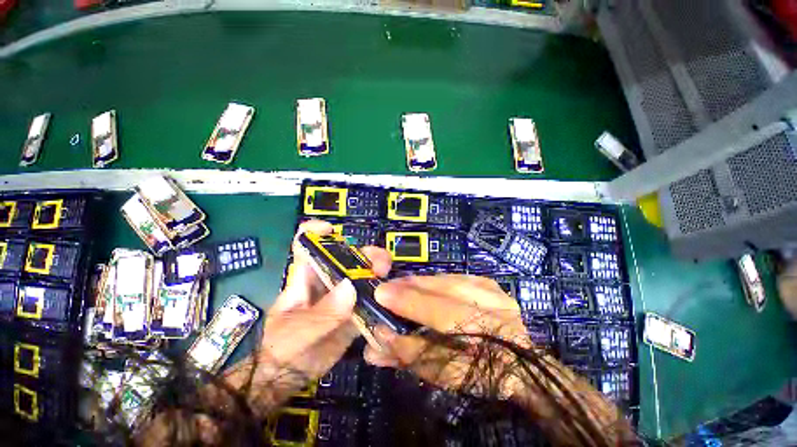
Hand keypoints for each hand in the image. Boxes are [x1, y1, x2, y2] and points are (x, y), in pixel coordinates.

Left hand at [223, 220, 391, 407]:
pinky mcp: (353, 310)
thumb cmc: (282, 350)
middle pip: (346, 257)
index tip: (331, 230)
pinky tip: (392, 295)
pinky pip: (369, 296)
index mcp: (304, 277)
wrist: (289, 378)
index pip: (305, 244)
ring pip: (361, 274)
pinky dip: (380, 292)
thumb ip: (322, 313)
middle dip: (364, 254)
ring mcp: (342, 295)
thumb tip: (350, 287)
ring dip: (376, 270)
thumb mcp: (297, 333)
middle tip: (380, 263)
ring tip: (387, 273)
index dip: (316, 231)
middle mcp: (325, 280)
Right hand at [364, 274, 530, 397]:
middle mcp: (493, 304)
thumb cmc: (483, 375)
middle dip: (410, 287)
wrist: (522, 364)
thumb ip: (413, 354)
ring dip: (421, 282)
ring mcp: (493, 289)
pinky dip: (435, 281)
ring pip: (448, 278)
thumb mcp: (447, 376)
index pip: (441, 312)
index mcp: (489, 334)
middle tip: (387, 287)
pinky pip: (455, 277)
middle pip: (444, 288)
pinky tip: (422, 284)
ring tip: (401, 285)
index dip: (408, 302)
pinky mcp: (489, 283)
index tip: (380, 294)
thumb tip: (380, 337)